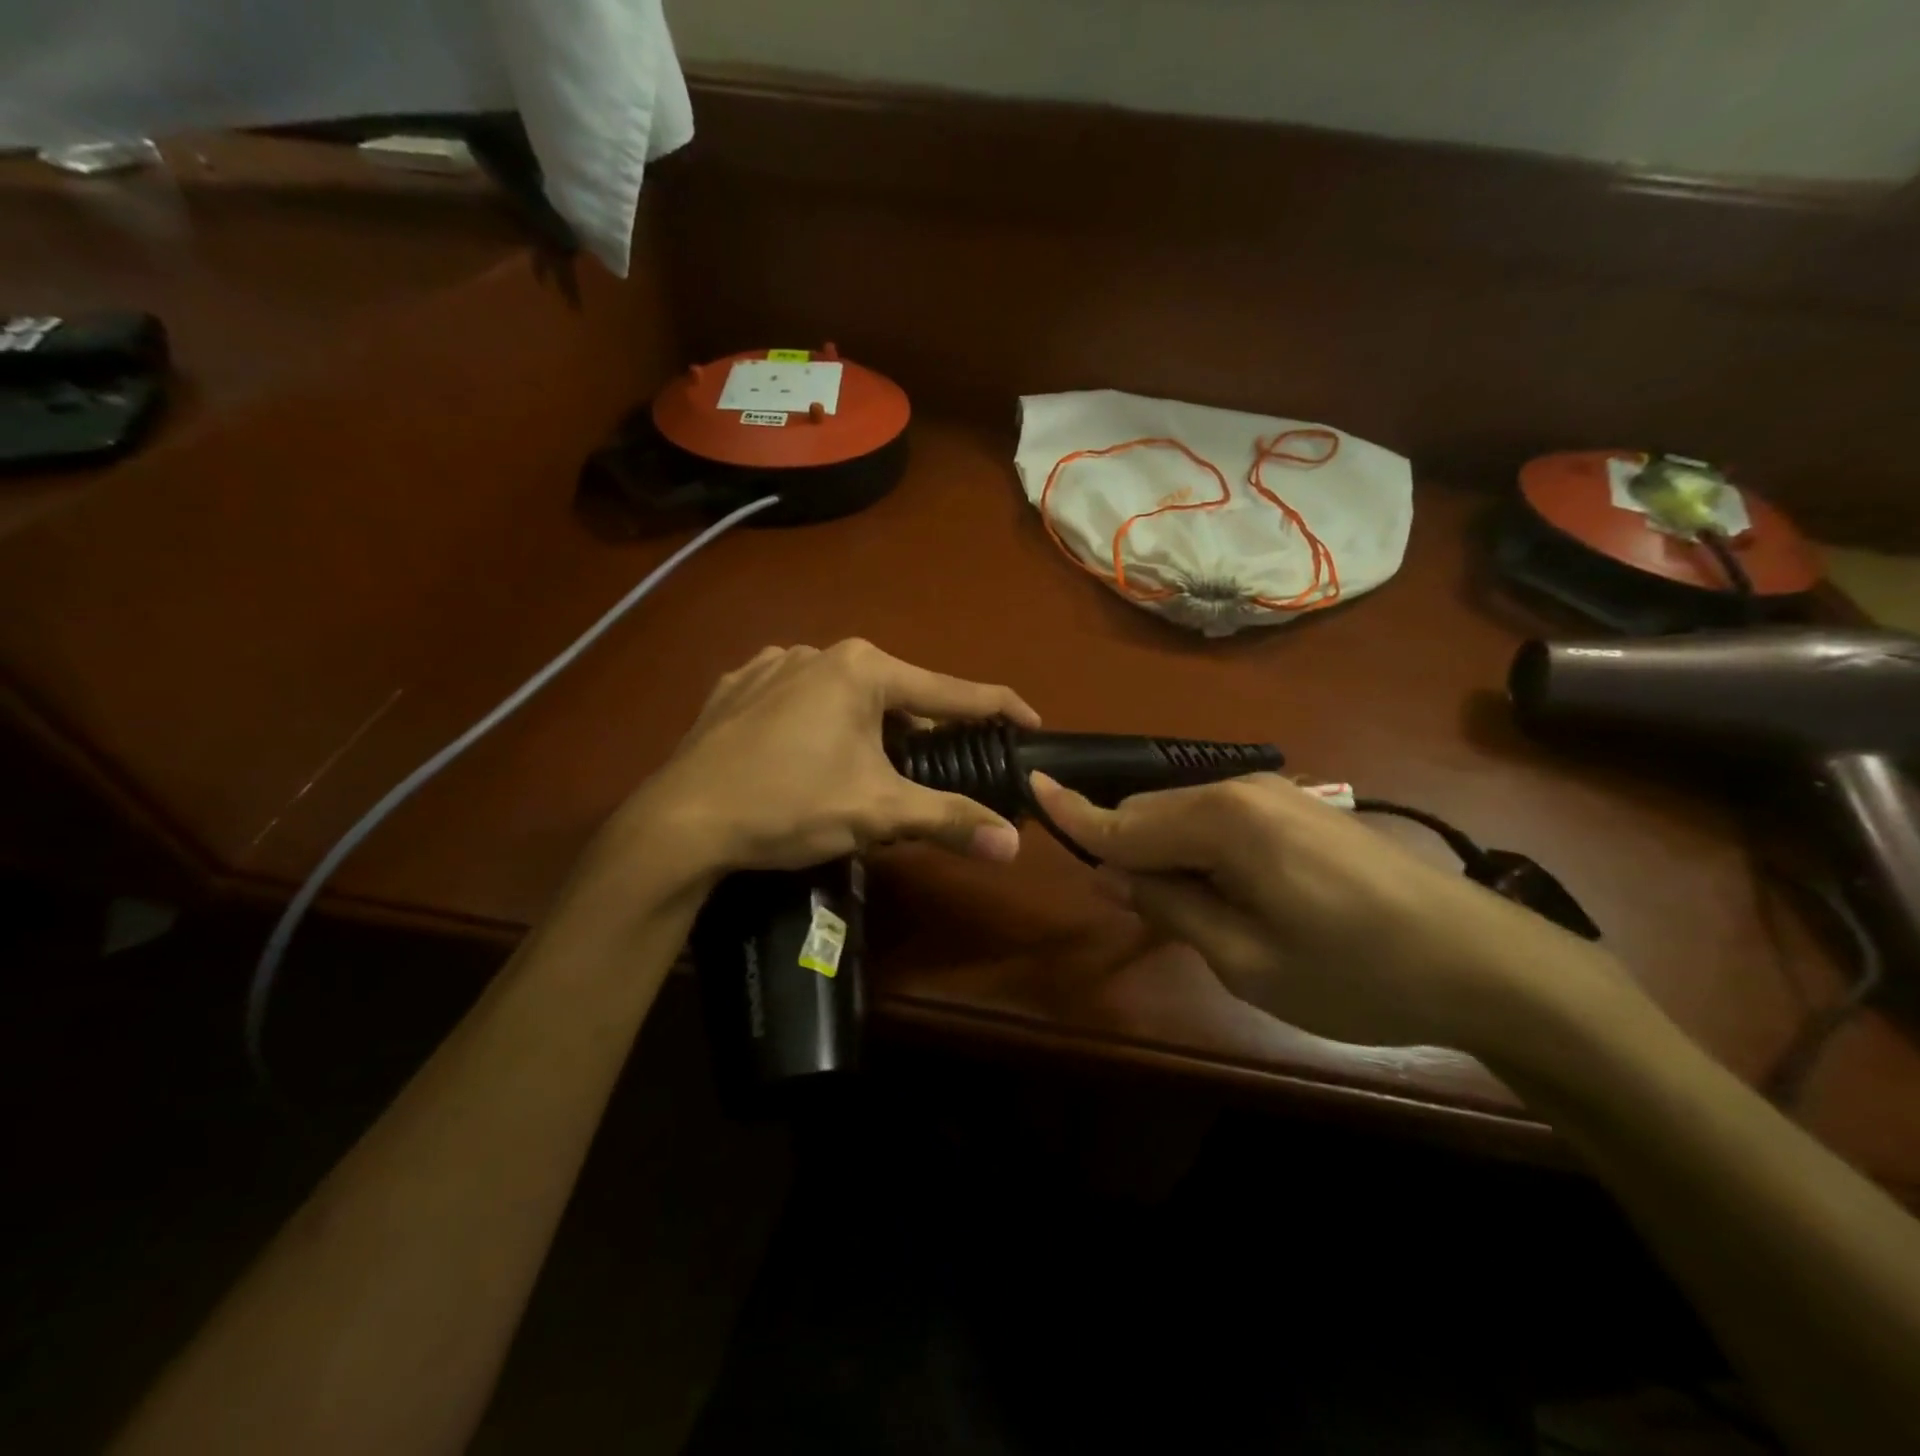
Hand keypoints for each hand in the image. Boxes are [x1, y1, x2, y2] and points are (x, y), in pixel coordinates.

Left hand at [602, 640, 1039, 886]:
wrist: (680, 821)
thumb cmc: (789, 805)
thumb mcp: (877, 812)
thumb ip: (950, 820)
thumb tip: (1013, 847)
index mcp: (862, 669)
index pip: (951, 690)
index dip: (997, 708)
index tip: (1031, 721)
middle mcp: (819, 650)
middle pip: (897, 693)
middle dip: (924, 729)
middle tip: (943, 766)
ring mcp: (771, 664)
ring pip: (845, 694)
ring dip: (870, 727)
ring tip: (872, 768)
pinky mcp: (737, 686)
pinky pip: (798, 698)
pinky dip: (819, 722)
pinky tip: (811, 752)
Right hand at [1031, 772, 1609, 1051]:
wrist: (1486, 962)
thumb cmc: (1355, 972)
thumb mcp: (1244, 957)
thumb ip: (1169, 905)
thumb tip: (1107, 872)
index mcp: (1221, 821)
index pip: (1123, 820)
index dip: (1072, 812)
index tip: (1029, 786)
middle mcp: (1240, 789)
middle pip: (1150, 811)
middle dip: (1122, 846)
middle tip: (1122, 901)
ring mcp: (1276, 793)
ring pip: (1185, 814)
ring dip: (1163, 851)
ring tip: (1179, 907)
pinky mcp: (1300, 807)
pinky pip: (1222, 819)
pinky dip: (1199, 849)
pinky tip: (1222, 890)